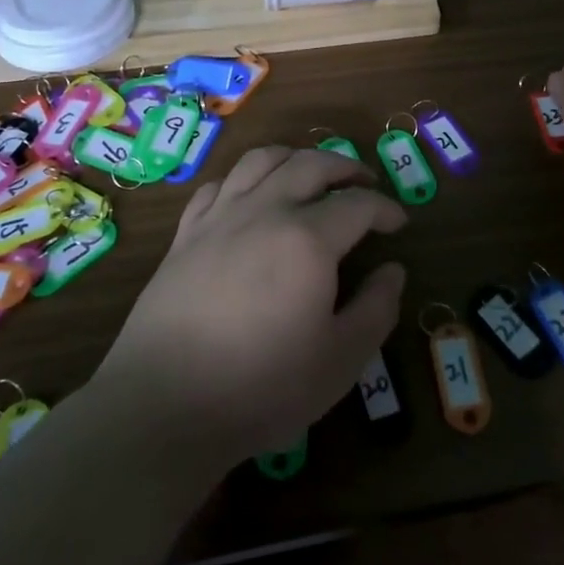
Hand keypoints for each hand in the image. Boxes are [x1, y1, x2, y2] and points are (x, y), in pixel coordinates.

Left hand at [94, 147, 406, 459]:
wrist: (164, 406)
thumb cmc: (262, 387)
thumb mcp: (341, 360)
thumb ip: (376, 309)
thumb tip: (392, 270)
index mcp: (309, 240)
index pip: (358, 205)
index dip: (386, 209)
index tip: (399, 223)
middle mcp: (266, 212)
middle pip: (312, 165)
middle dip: (346, 168)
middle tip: (365, 184)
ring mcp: (220, 218)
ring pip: (262, 161)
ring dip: (296, 157)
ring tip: (311, 173)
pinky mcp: (185, 234)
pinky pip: (219, 185)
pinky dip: (245, 179)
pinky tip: (252, 196)